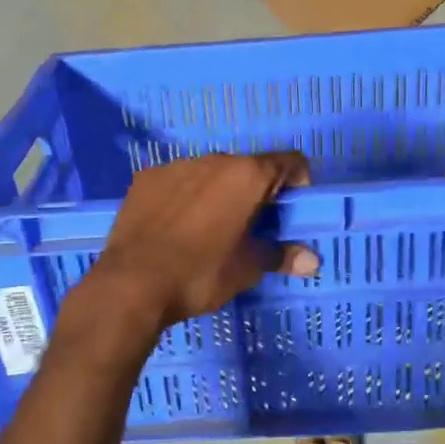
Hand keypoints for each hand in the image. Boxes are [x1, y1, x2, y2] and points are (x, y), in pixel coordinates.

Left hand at [82, 152, 319, 329]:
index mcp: (247, 175)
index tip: (292, 208)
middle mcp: (214, 159)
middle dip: (256, 191)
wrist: (132, 284)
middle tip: (253, 225)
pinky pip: (177, 181)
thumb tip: (312, 261)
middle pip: (248, 167)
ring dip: (219, 192)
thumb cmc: (201, 274)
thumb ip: (281, 256)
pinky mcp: (146, 178)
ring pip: (210, 172)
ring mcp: (176, 166)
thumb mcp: (247, 269)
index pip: (289, 162)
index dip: (298, 182)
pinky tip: (176, 227)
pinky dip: (185, 196)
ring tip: (211, 228)